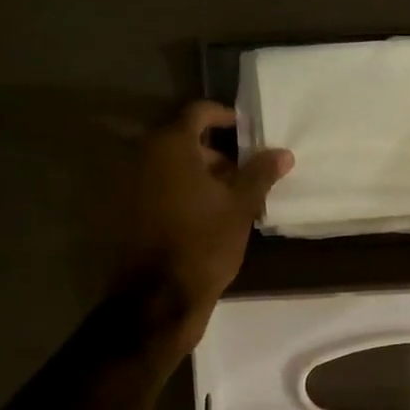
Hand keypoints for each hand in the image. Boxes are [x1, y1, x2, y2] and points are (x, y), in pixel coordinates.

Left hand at [112, 102, 292, 341]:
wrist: (158, 297)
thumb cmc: (204, 243)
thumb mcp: (240, 207)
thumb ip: (260, 174)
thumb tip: (282, 153)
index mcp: (170, 145)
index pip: (199, 112)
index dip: (226, 117)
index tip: (250, 132)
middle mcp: (143, 156)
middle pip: (184, 140)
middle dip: (216, 153)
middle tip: (246, 173)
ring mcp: (130, 184)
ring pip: (172, 167)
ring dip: (200, 175)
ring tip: (232, 198)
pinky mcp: (127, 210)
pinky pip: (160, 188)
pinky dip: (182, 192)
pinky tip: (208, 215)